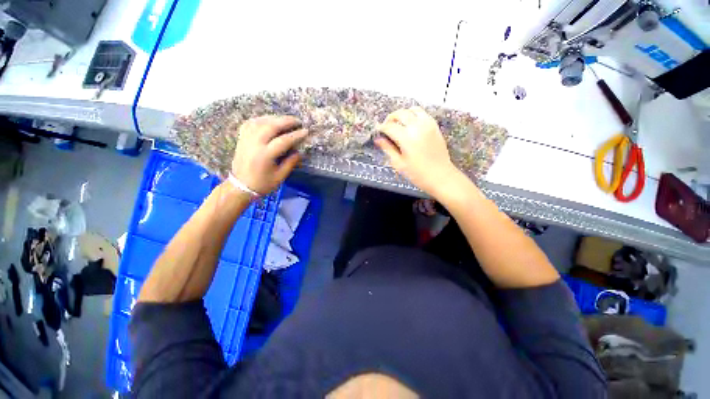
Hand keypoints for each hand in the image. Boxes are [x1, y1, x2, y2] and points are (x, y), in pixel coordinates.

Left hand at [231, 115, 306, 194]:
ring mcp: (246, 139)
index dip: (296, 135)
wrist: (240, 186)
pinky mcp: (242, 138)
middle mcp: (254, 144)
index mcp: (265, 155)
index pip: (283, 141)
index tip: (306, 131)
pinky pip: (251, 123)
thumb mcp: (280, 177)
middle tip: (297, 121)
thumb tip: (299, 152)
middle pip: (271, 126)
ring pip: (261, 121)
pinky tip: (269, 120)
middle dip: (286, 121)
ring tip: (286, 120)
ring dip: (275, 118)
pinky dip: (262, 119)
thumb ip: (290, 163)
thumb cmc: (262, 184)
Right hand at [375, 107, 461, 197]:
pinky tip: (410, 125)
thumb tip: (378, 140)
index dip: (381, 128)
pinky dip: (414, 115)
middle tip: (386, 127)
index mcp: (407, 138)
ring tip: (398, 124)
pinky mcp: (434, 126)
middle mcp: (417, 127)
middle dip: (390, 118)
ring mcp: (428, 125)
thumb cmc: (418, 174)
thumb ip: (388, 149)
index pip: (390, 126)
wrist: (440, 176)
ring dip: (403, 114)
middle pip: (400, 113)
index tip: (378, 131)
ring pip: (412, 110)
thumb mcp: (399, 163)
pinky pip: (423, 114)